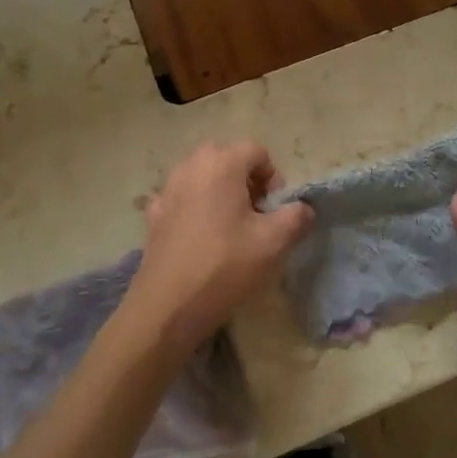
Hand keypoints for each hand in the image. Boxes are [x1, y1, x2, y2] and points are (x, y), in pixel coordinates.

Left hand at [124, 141, 313, 358]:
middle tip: (255, 213)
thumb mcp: (274, 242)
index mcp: (221, 163)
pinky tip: (201, 236)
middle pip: (227, 157)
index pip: (256, 151)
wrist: (168, 306)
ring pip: (202, 175)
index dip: (273, 177)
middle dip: (246, 179)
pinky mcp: (154, 214)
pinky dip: (195, 206)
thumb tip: (303, 209)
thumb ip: (296, 216)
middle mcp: (191, 166)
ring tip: (230, 226)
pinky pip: (182, 197)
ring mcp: (167, 189)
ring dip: (220, 190)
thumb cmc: (225, 265)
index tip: (275, 209)